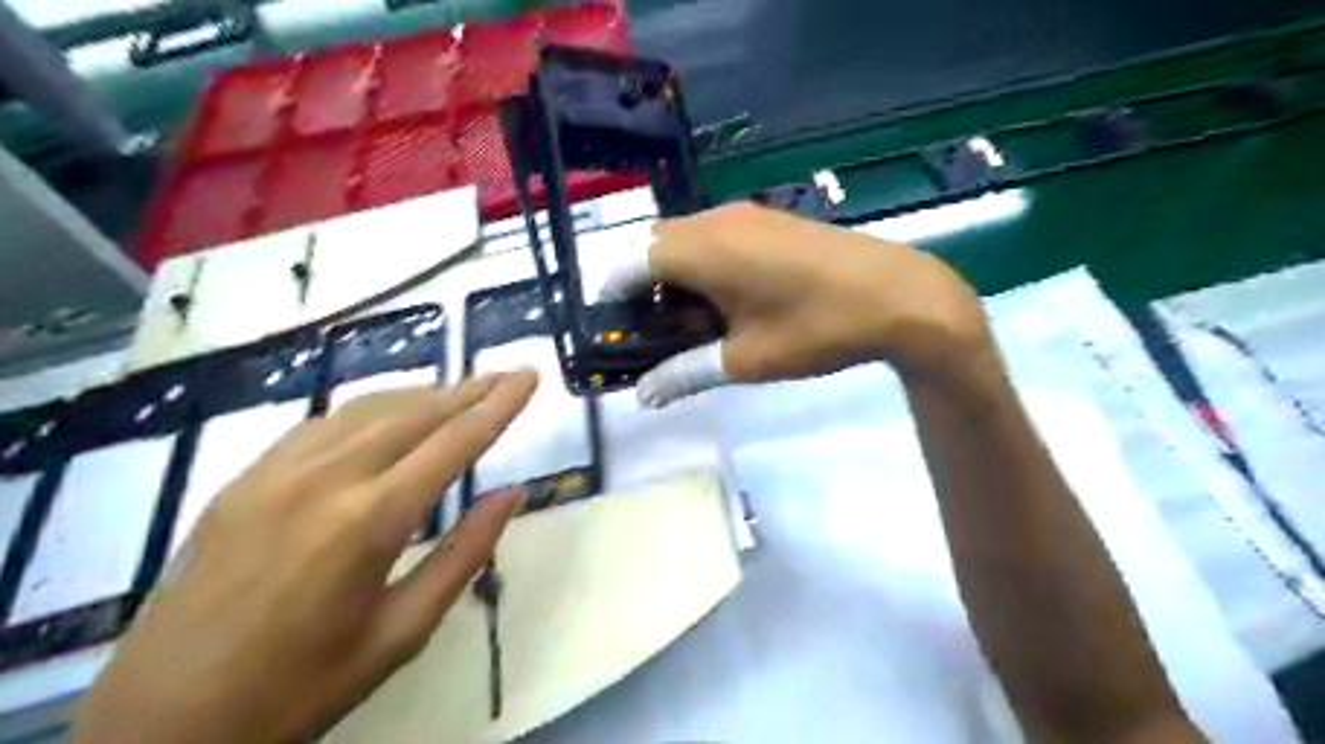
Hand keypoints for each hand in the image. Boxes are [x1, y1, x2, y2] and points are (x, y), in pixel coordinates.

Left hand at [70, 376, 535, 743]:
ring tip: (458, 392)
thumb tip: (511, 493)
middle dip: (468, 390)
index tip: (529, 377)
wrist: (161, 723)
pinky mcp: (244, 479)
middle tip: (505, 374)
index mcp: (370, 521)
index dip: (499, 406)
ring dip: (422, 396)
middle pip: (415, 413)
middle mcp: (325, 479)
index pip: (454, 442)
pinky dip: (369, 411)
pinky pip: (323, 425)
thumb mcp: (403, 632)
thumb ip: (464, 554)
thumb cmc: (301, 685)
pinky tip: (386, 417)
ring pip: (368, 410)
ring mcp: (276, 472)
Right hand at [605, 203, 992, 406]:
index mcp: (701, 250)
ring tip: (687, 324)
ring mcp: (746, 216)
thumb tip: (644, 397)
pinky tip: (725, 302)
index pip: (631, 262)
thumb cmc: (815, 328)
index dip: (612, 296)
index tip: (612, 330)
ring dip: (674, 277)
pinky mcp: (769, 220)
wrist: (897, 295)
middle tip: (650, 333)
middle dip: (642, 288)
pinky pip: (715, 237)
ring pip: (685, 240)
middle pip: (655, 247)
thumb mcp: (745, 360)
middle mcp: (715, 221)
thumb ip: (685, 373)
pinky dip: (703, 265)